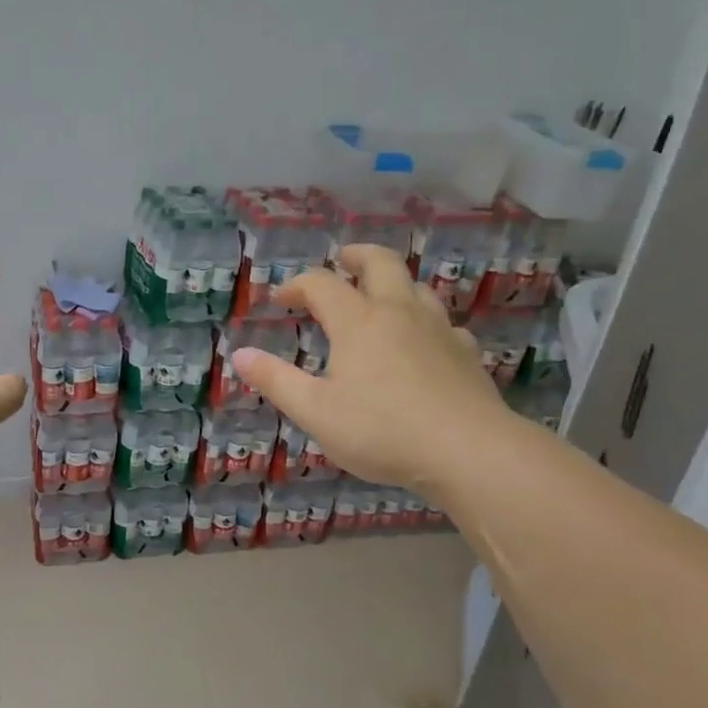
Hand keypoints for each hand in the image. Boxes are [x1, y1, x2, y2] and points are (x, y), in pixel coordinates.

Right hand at [231, 245, 510, 491]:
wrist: (469, 451)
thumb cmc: (382, 430)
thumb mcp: (316, 412)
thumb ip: (276, 381)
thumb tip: (238, 354)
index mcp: (358, 322)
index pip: (321, 284)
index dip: (297, 284)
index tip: (280, 298)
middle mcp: (399, 313)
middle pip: (381, 264)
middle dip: (357, 256)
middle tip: (342, 259)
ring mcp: (439, 330)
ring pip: (417, 288)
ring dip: (394, 283)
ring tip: (380, 297)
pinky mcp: (466, 354)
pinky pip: (444, 324)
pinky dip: (426, 323)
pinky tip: (424, 343)